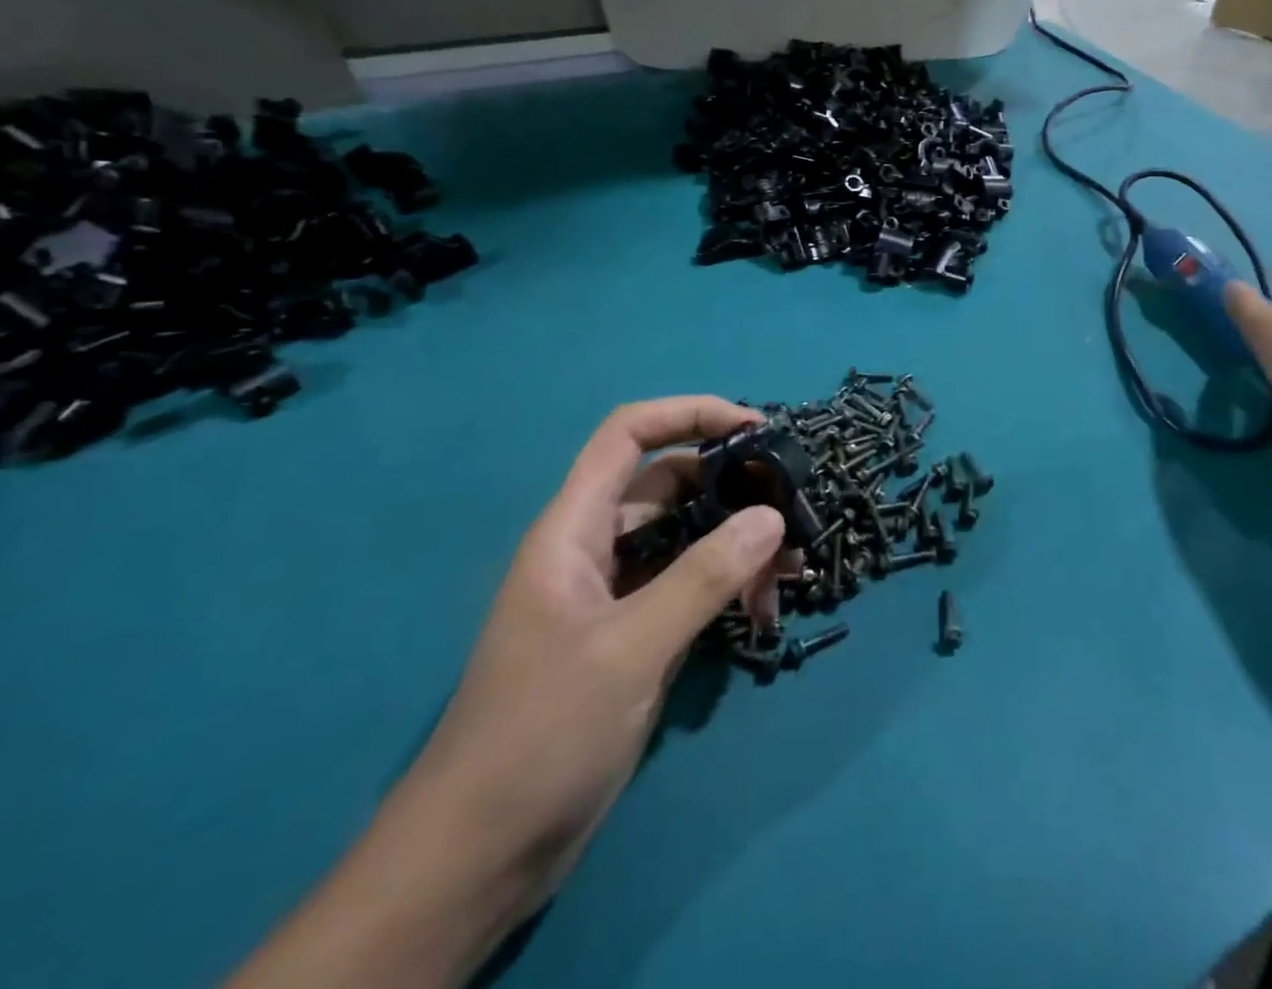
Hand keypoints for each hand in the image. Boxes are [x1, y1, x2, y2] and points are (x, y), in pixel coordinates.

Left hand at [402, 396, 785, 911]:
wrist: (478, 858)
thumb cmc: (540, 734)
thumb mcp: (630, 649)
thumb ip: (704, 577)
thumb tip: (773, 517)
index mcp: (574, 530)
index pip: (629, 435)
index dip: (689, 414)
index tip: (755, 428)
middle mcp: (595, 549)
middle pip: (670, 485)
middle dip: (732, 489)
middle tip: (793, 509)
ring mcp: (616, 596)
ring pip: (687, 540)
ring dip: (738, 546)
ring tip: (791, 573)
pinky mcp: (634, 637)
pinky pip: (690, 589)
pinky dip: (728, 589)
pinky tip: (764, 613)